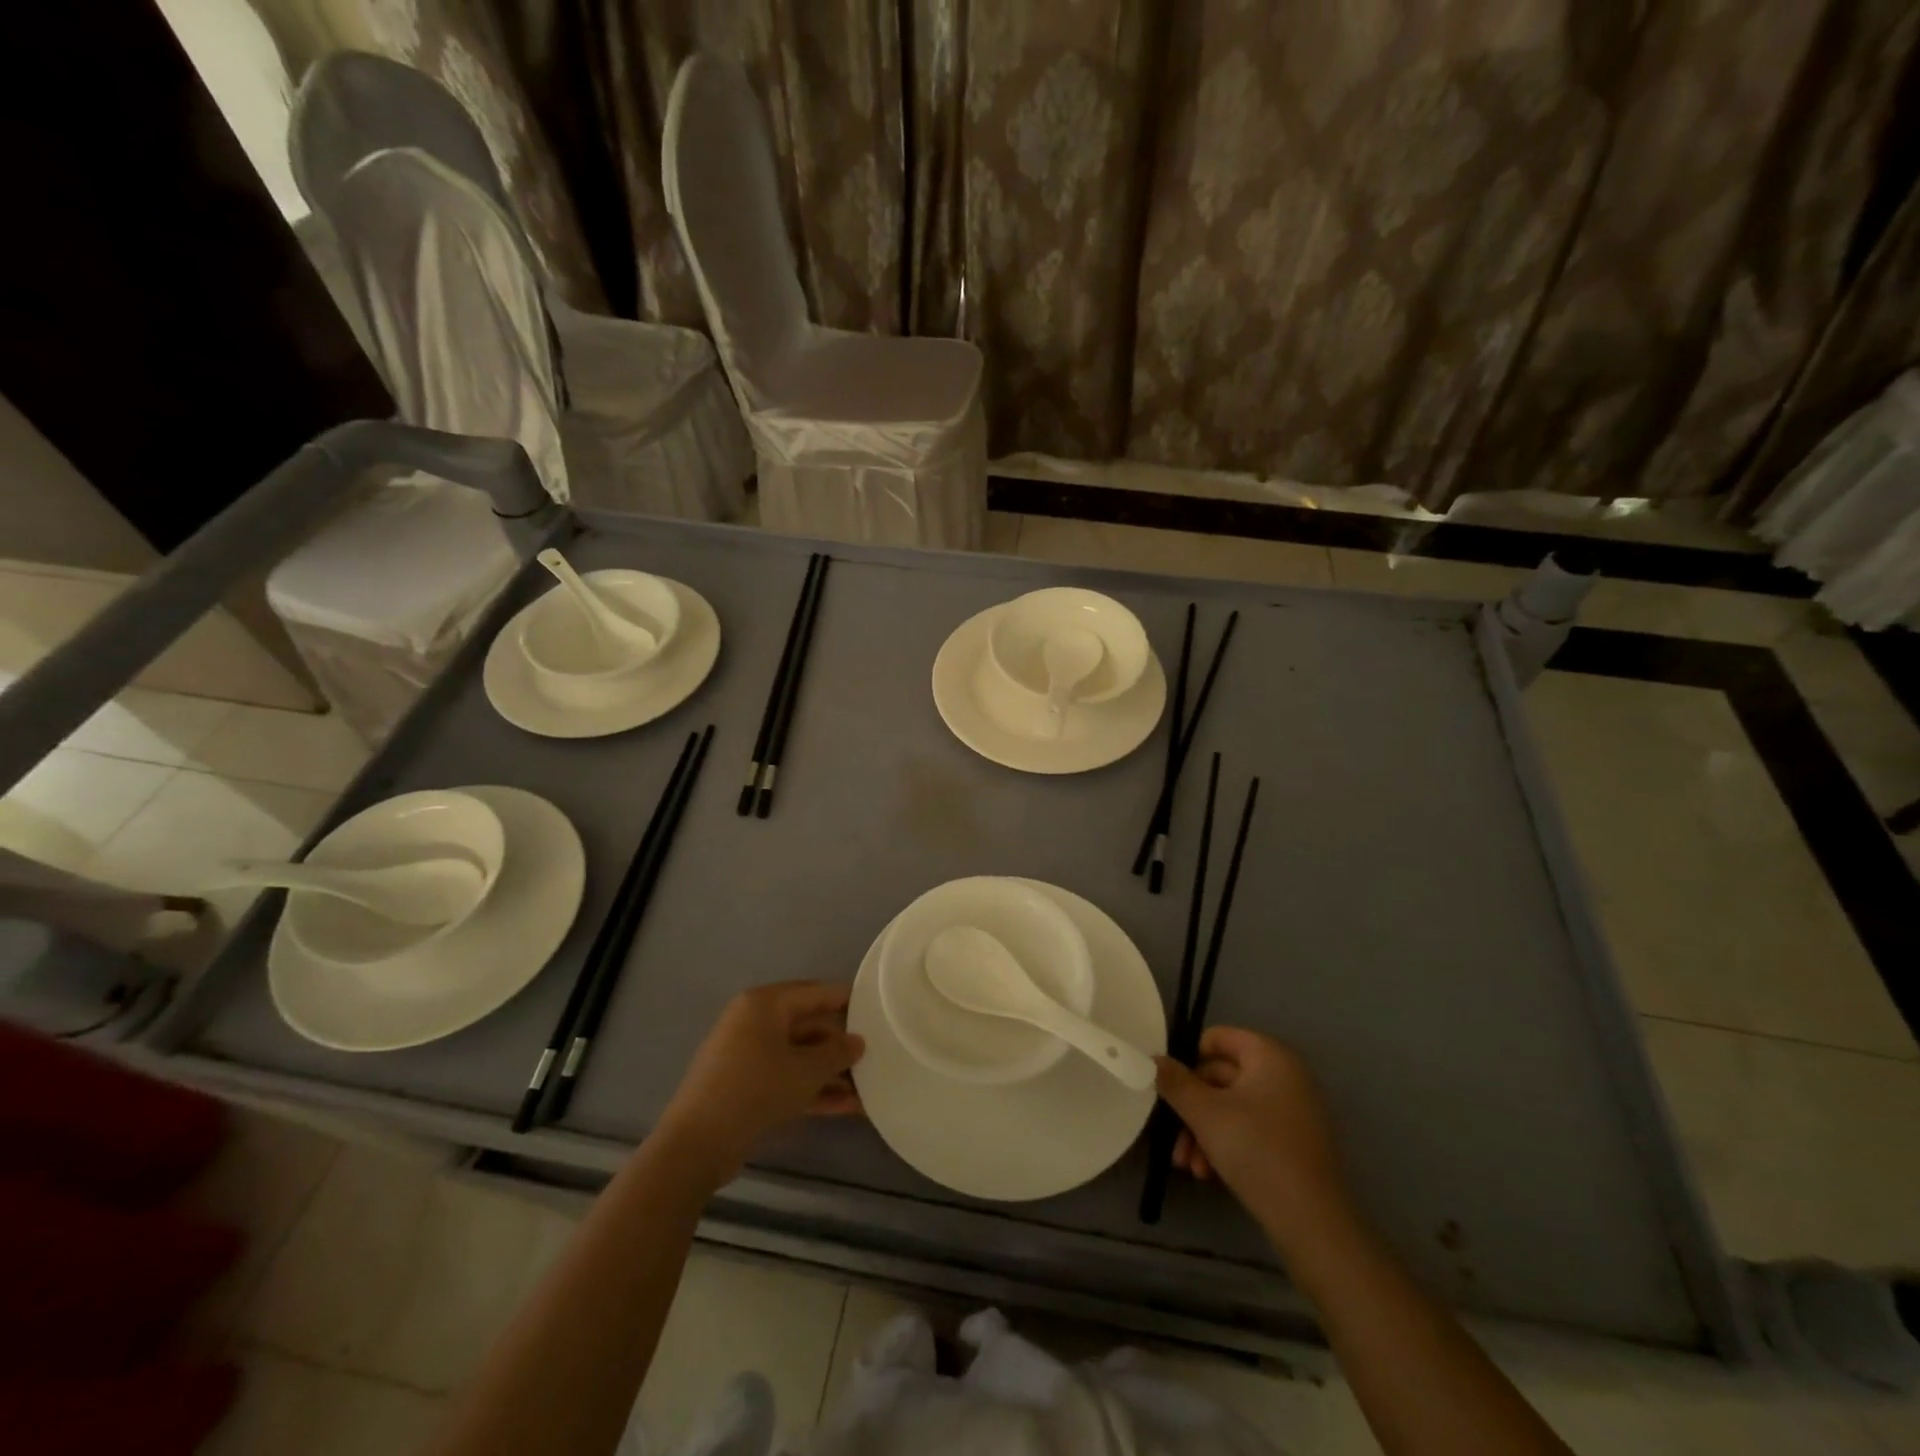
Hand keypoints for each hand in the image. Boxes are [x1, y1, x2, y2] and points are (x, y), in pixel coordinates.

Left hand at [657, 982, 863, 1183]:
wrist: (697, 1144)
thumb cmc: (756, 1089)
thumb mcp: (806, 1070)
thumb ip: (837, 1052)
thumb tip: (857, 1042)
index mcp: (764, 1003)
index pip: (814, 992)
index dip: (846, 1000)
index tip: (875, 1009)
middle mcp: (753, 1022)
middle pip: (807, 1025)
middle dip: (839, 1045)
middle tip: (874, 1056)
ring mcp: (746, 1055)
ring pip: (798, 1056)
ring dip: (829, 1072)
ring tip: (866, 1088)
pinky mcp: (744, 1086)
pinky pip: (785, 1078)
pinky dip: (811, 1088)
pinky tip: (845, 1107)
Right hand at [1155, 1027, 1348, 1241]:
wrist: (1313, 1223)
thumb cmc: (1256, 1150)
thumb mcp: (1204, 1113)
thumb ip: (1175, 1081)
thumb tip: (1153, 1059)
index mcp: (1269, 1055)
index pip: (1218, 1038)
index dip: (1189, 1058)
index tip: (1169, 1086)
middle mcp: (1285, 1075)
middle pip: (1221, 1077)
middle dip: (1191, 1108)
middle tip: (1172, 1138)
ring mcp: (1292, 1111)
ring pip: (1232, 1108)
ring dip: (1203, 1132)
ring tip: (1188, 1166)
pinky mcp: (1294, 1144)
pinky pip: (1250, 1130)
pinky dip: (1226, 1146)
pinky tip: (1208, 1174)